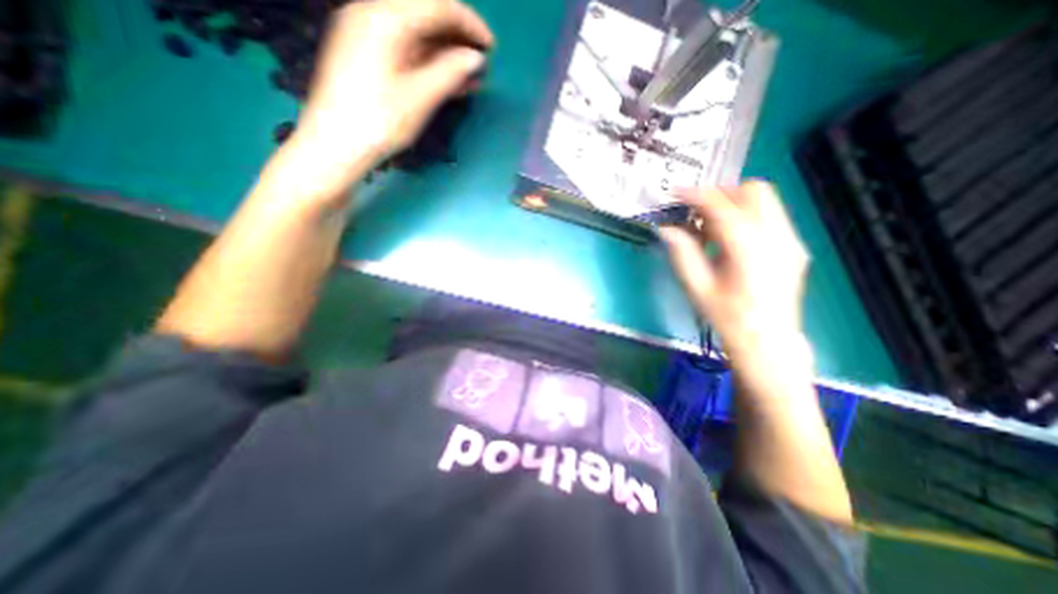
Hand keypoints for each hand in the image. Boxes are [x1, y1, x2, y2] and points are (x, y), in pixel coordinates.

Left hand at [288, 0, 493, 186]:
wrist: (336, 144)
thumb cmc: (378, 122)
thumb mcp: (419, 97)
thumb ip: (450, 72)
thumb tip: (475, 57)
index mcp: (384, 19)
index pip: (436, 5)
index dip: (469, 23)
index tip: (491, 46)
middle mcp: (372, 15)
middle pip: (425, 15)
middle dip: (458, 37)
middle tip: (482, 61)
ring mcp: (368, 35)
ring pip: (417, 35)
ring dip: (447, 53)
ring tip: (472, 77)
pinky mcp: (368, 56)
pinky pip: (407, 51)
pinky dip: (430, 63)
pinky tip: (451, 81)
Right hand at [658, 182, 812, 358]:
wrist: (767, 341)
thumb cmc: (727, 317)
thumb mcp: (697, 286)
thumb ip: (682, 253)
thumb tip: (666, 229)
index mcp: (748, 248)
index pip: (721, 206)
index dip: (695, 195)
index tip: (675, 194)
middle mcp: (776, 236)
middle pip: (752, 191)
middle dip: (719, 194)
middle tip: (695, 211)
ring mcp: (790, 240)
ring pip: (765, 200)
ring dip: (733, 204)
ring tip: (709, 228)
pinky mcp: (794, 247)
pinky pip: (769, 216)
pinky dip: (746, 216)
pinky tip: (728, 240)